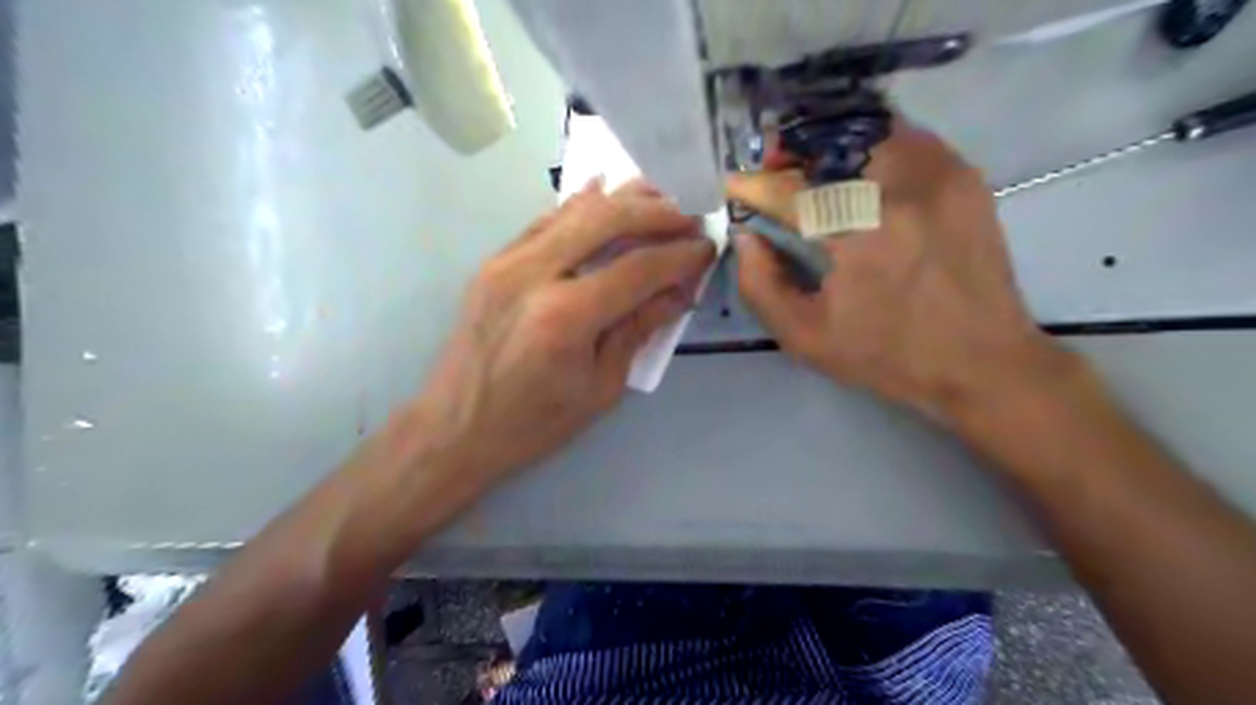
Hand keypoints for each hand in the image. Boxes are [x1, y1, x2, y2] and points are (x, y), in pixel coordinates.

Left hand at [411, 180, 703, 481]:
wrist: (455, 428)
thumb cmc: (534, 423)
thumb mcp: (600, 388)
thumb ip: (638, 331)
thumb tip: (677, 292)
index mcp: (566, 316)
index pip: (638, 268)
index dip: (679, 255)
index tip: (707, 247)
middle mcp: (534, 274)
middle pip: (607, 219)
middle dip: (657, 212)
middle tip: (690, 215)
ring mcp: (507, 261)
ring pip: (575, 210)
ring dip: (623, 199)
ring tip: (661, 196)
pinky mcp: (493, 262)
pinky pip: (545, 220)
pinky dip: (579, 205)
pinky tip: (604, 192)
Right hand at [733, 119, 1063, 420]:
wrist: (982, 362)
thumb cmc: (887, 357)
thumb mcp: (805, 338)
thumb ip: (760, 285)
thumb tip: (747, 237)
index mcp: (859, 235)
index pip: (791, 190)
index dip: (754, 184)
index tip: (734, 185)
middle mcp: (901, 190)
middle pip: (829, 145)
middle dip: (790, 152)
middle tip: (773, 170)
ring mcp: (940, 176)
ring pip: (869, 131)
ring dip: (831, 145)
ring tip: (813, 169)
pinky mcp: (964, 177)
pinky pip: (907, 139)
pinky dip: (872, 147)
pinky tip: (859, 174)